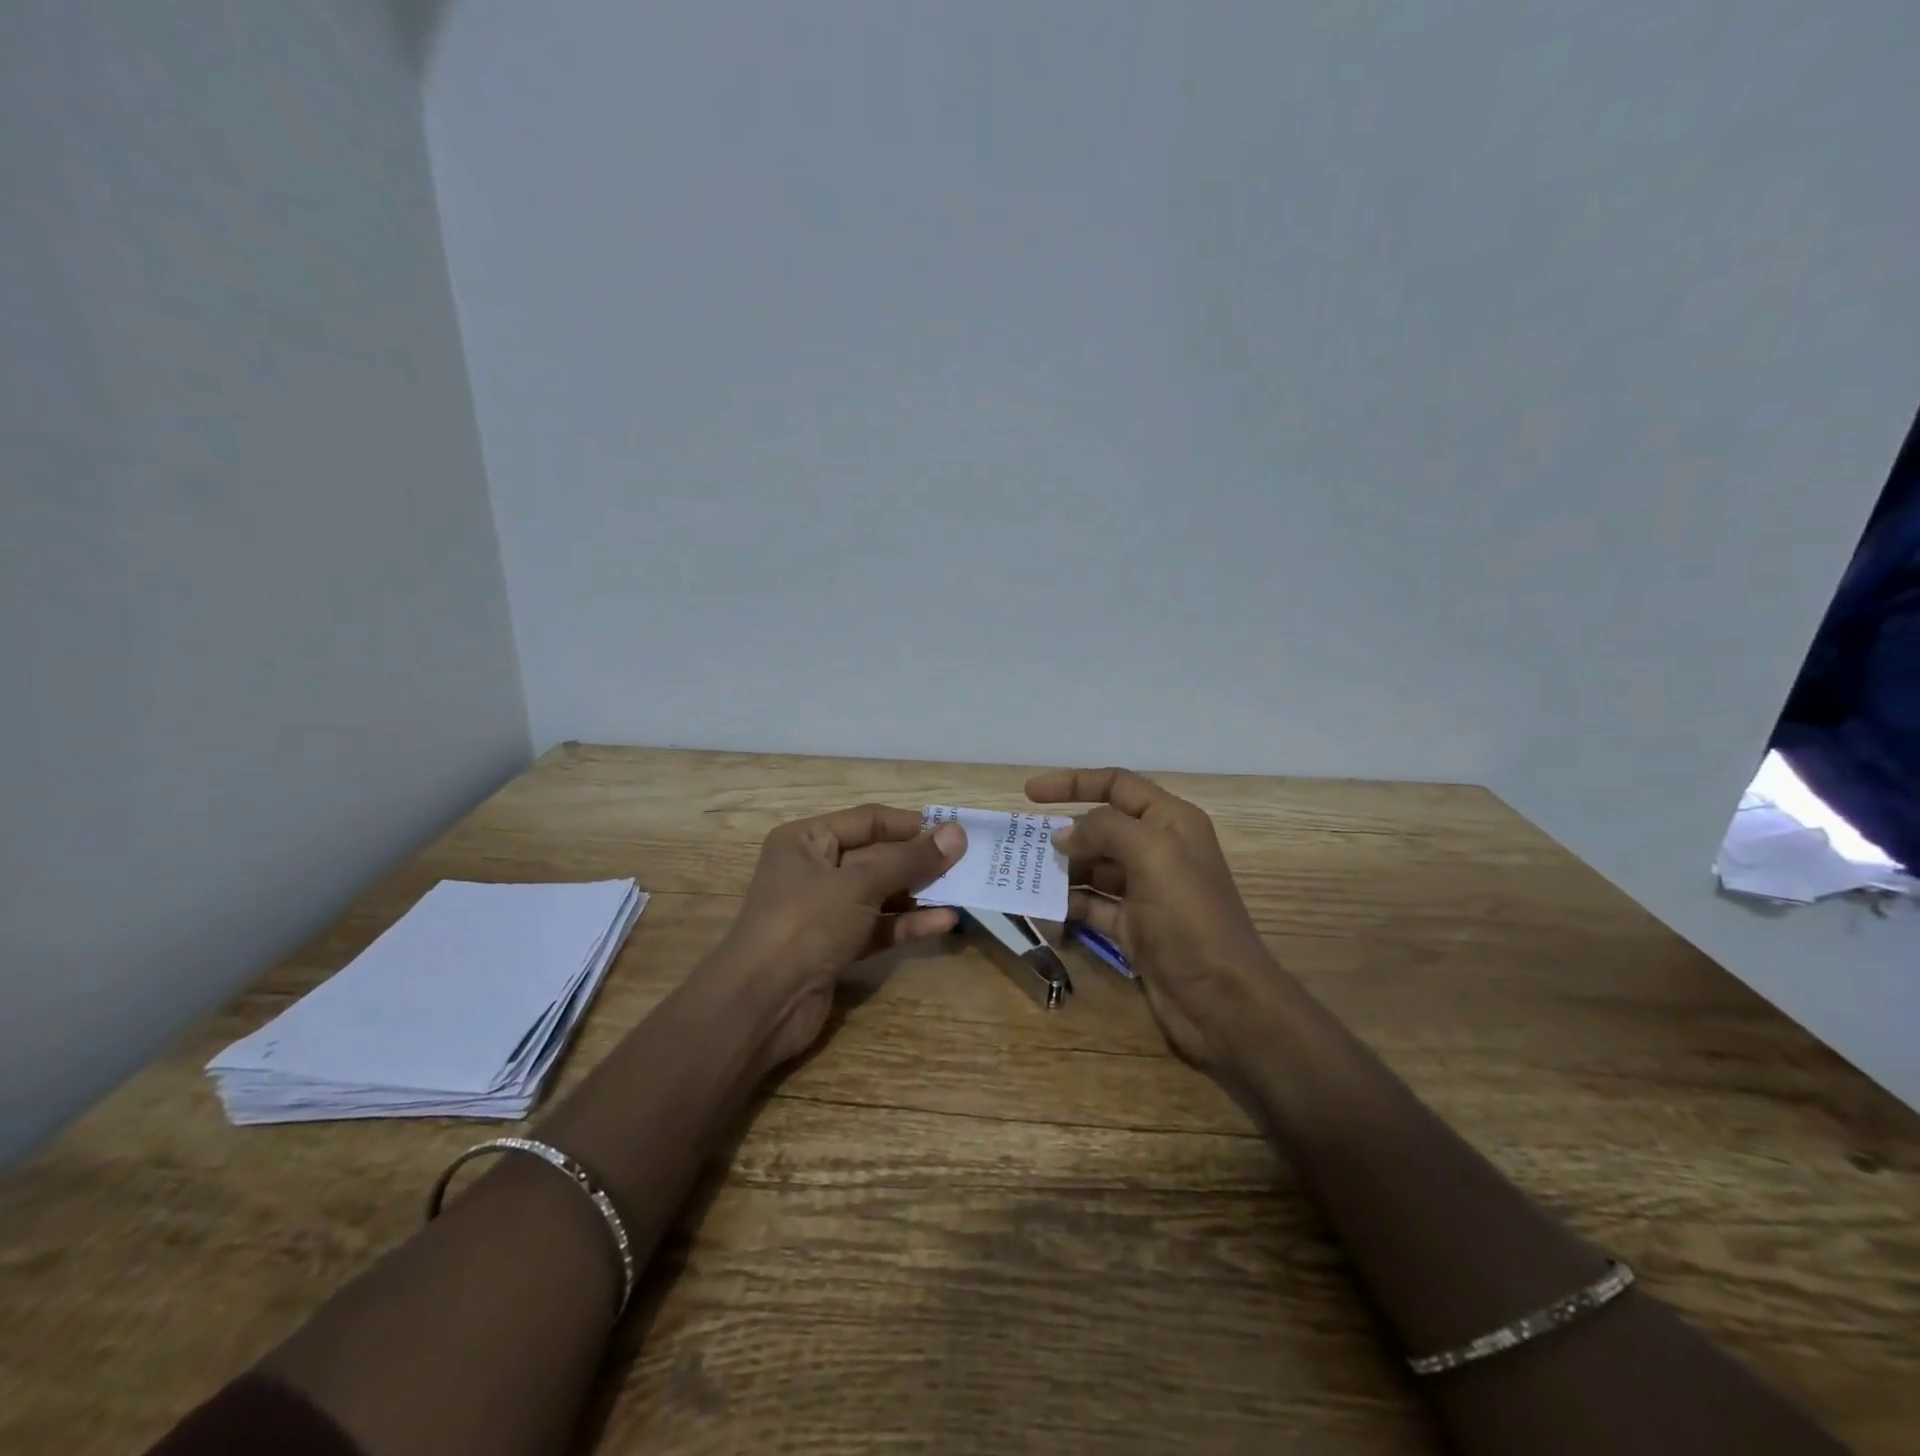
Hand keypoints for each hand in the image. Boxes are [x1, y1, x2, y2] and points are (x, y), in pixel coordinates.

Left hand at [719, 804, 967, 1066]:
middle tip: (968, 863)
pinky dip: (908, 924)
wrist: (761, 1004)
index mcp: (806, 840)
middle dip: (920, 861)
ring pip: (881, 893)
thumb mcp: (859, 884)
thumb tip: (956, 834)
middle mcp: (815, 869)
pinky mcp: (837, 946)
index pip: (868, 820)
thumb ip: (909, 860)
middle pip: (877, 856)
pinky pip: (879, 927)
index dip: (912, 825)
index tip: (955, 833)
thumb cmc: (805, 924)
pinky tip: (945, 922)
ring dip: (919, 893)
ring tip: (964, 891)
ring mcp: (825, 911)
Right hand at [1028, 768, 1278, 1072]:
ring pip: (1093, 868)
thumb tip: (1064, 835)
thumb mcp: (1152, 856)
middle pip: (1102, 827)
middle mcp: (1159, 850)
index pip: (1117, 785)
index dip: (1073, 782)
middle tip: (1020, 843)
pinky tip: (1042, 909)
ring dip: (1061, 869)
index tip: (1029, 793)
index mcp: (1171, 822)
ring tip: (1023, 875)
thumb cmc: (1190, 918)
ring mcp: (1146, 892)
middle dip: (1063, 832)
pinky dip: (1068, 905)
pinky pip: (1092, 906)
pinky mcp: (1134, 928)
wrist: (1223, 1001)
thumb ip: (1105, 830)